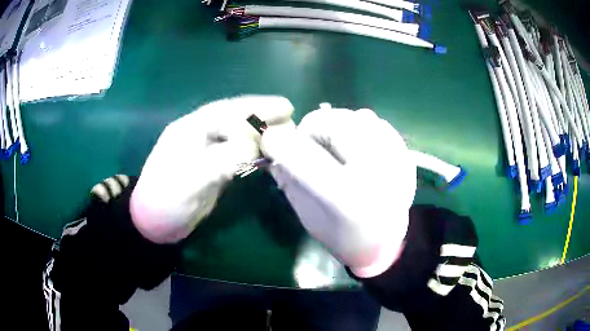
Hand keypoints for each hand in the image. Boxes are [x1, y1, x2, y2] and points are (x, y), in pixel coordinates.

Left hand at [130, 96, 293, 243]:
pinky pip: (237, 150)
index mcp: (191, 128)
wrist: (156, 221)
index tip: (285, 108)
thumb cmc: (168, 198)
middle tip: (290, 113)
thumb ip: (224, 159)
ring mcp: (206, 149)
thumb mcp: (193, 178)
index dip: (257, 108)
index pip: (228, 112)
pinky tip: (268, 150)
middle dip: (261, 113)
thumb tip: (254, 147)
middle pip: (234, 117)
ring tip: (285, 130)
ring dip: (260, 130)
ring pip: (237, 132)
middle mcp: (199, 133)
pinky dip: (255, 148)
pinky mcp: (212, 165)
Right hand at [261, 103, 415, 276]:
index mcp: (347, 198)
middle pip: (327, 122)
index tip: (271, 144)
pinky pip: (370, 119)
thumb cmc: (342, 236)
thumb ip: (287, 177)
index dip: (278, 143)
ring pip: (348, 115)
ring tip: (338, 154)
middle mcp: (375, 170)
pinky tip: (358, 153)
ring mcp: (394, 156)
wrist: (386, 241)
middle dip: (310, 133)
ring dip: (333, 129)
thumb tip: (271, 142)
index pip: (301, 154)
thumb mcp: (307, 215)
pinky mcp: (403, 149)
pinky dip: (355, 128)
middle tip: (312, 153)